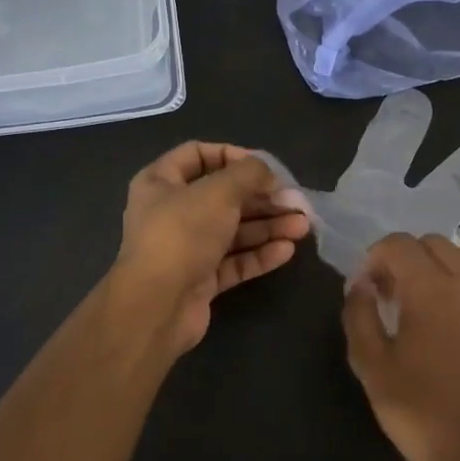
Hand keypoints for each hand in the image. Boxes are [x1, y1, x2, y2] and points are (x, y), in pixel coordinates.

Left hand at [112, 142, 312, 351]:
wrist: (157, 306)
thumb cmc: (182, 234)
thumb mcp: (218, 192)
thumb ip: (249, 174)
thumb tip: (269, 175)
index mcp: (160, 182)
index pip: (198, 155)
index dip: (233, 156)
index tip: (265, 168)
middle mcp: (171, 211)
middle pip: (223, 196)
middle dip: (262, 198)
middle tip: (296, 202)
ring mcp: (186, 248)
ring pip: (233, 231)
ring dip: (268, 226)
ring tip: (302, 227)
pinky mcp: (200, 279)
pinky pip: (234, 261)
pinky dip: (259, 254)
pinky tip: (287, 250)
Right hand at [343, 233, 459, 460]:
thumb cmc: (413, 406)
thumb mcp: (368, 361)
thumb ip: (358, 311)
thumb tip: (361, 283)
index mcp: (431, 289)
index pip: (399, 244)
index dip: (375, 257)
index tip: (367, 287)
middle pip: (436, 243)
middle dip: (408, 258)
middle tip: (392, 293)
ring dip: (439, 269)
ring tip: (424, 306)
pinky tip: (453, 326)